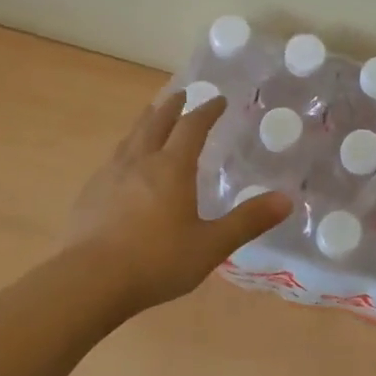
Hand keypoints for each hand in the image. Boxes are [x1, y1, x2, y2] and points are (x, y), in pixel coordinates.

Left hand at [63, 92, 291, 310]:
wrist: (89, 281)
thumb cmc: (156, 260)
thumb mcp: (210, 246)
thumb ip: (247, 221)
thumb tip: (286, 200)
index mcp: (172, 168)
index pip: (192, 127)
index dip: (207, 111)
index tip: (218, 100)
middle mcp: (140, 161)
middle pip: (156, 122)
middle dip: (172, 106)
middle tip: (182, 94)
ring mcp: (110, 176)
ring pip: (131, 137)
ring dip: (145, 121)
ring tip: (151, 116)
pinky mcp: (90, 194)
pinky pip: (113, 159)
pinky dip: (126, 149)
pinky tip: (123, 164)